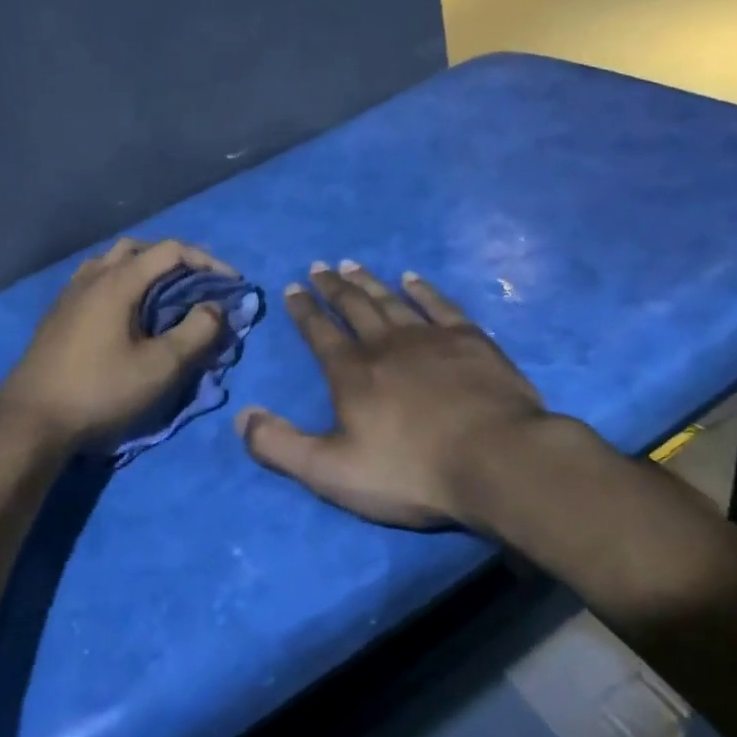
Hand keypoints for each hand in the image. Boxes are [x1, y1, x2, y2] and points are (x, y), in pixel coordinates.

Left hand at [0, 238, 234, 451]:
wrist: (31, 420)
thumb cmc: (100, 391)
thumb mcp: (160, 367)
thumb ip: (196, 333)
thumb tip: (217, 307)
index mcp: (117, 281)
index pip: (171, 250)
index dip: (208, 262)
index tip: (232, 285)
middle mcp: (92, 276)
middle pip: (140, 248)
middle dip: (176, 261)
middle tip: (198, 286)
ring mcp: (70, 293)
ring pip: (114, 262)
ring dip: (145, 270)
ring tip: (165, 296)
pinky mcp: (58, 313)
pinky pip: (97, 280)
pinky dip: (123, 283)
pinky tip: (128, 314)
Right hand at [236, 261, 584, 530]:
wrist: (496, 460)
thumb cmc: (410, 470)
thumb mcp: (331, 472)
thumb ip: (280, 446)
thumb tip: (241, 416)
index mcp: (351, 373)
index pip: (319, 332)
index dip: (303, 310)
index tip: (292, 288)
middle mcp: (385, 344)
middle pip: (353, 307)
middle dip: (332, 286)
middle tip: (319, 266)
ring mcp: (430, 338)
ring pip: (391, 300)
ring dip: (369, 282)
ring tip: (352, 264)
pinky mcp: (470, 341)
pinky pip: (439, 305)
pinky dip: (423, 290)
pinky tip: (412, 279)